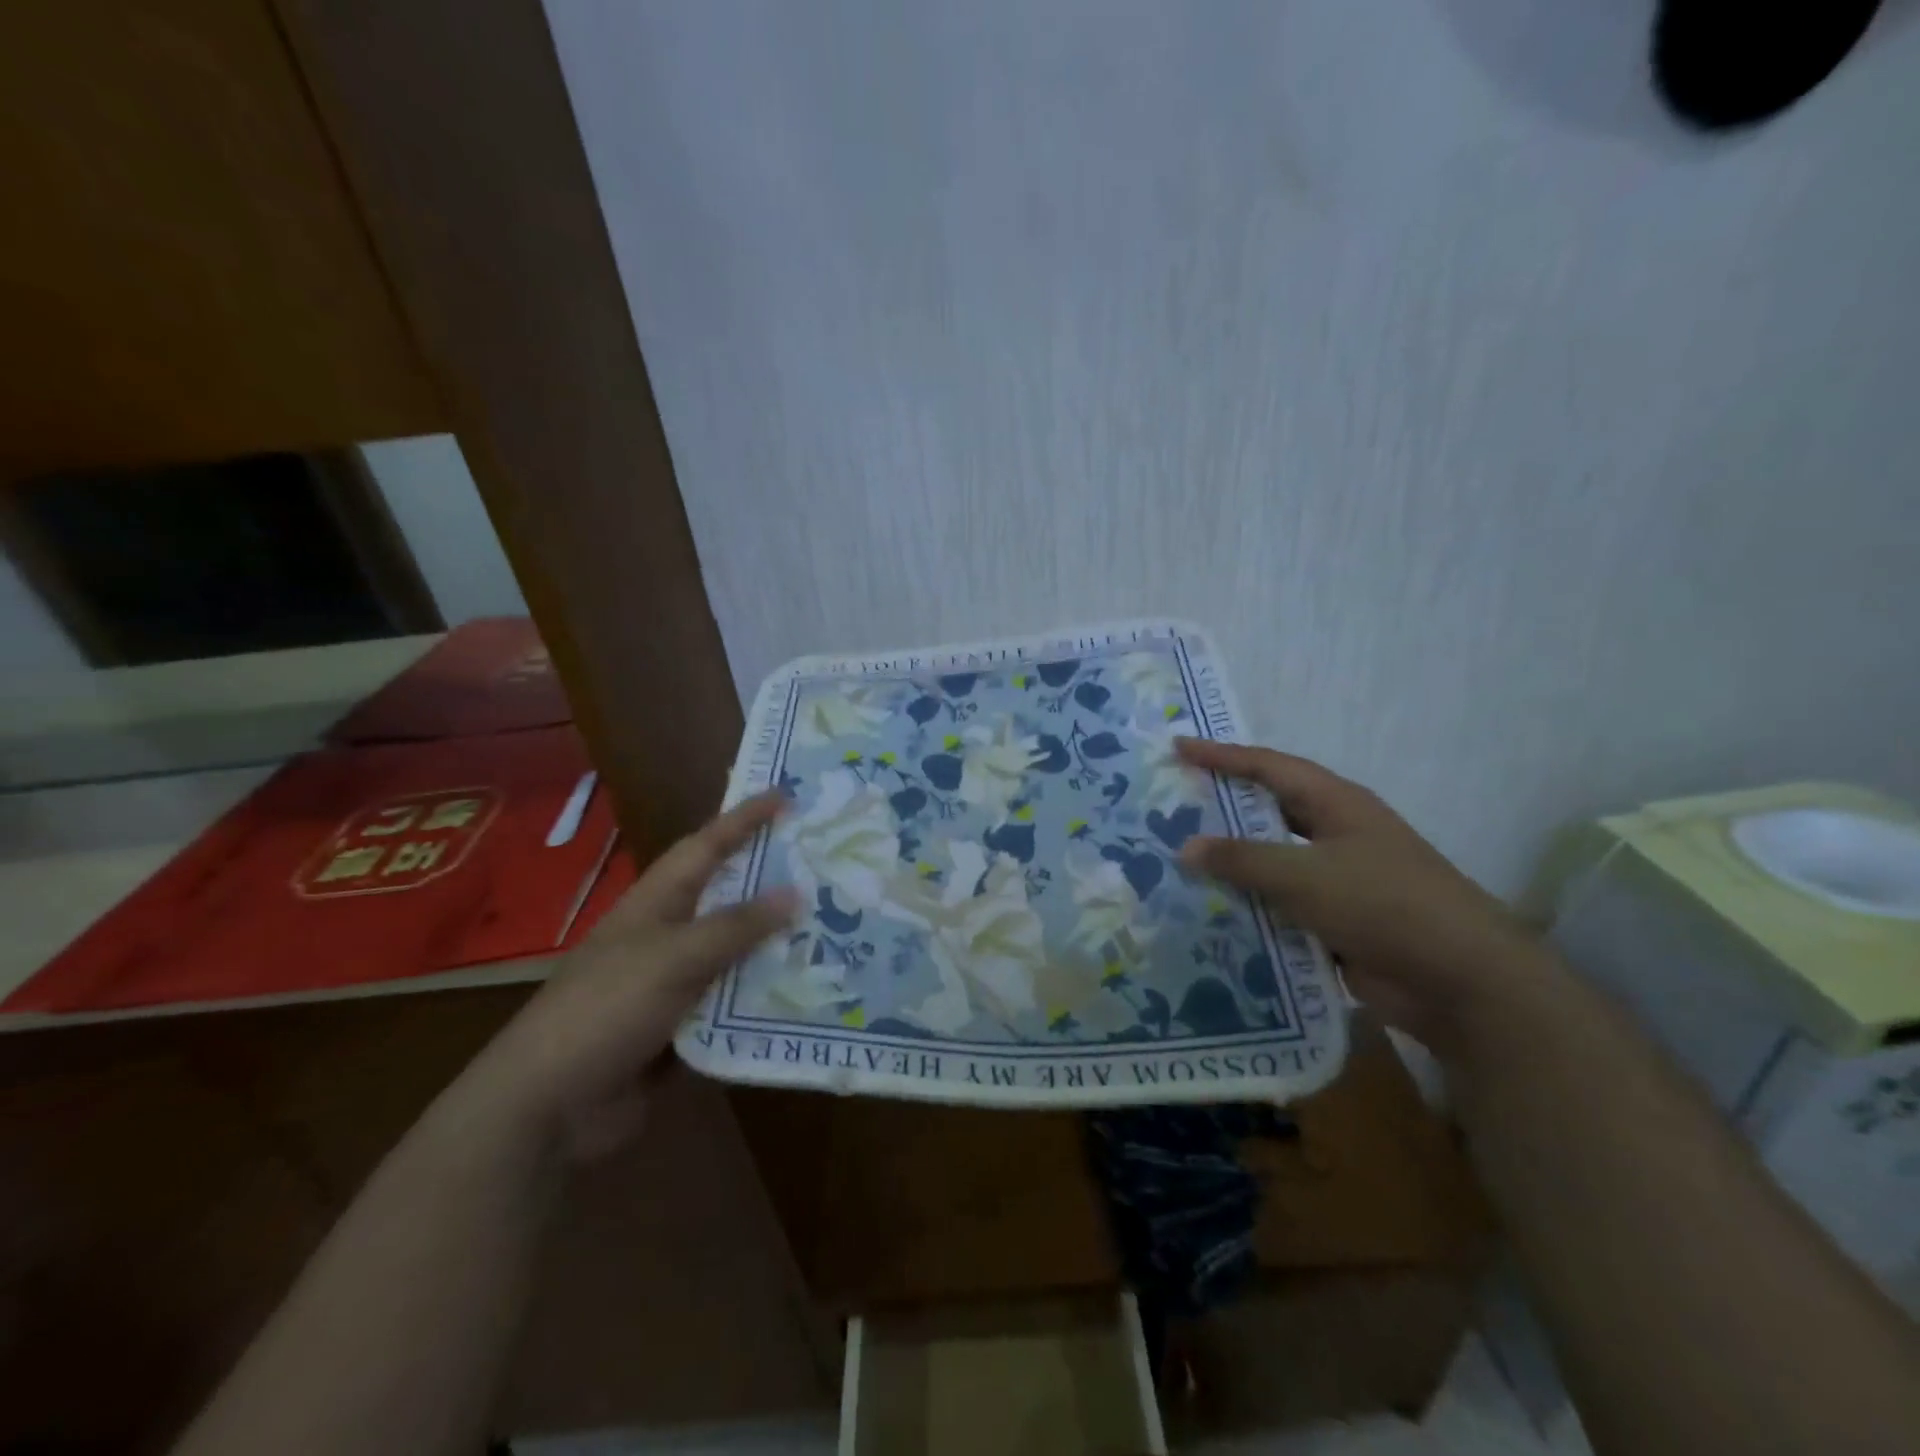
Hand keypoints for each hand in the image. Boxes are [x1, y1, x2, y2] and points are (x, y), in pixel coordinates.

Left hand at [469, 791, 796, 1157]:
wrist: (549, 1107)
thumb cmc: (606, 1009)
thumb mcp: (674, 958)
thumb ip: (736, 926)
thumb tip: (796, 893)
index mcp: (656, 904)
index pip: (706, 847)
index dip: (743, 819)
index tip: (785, 796)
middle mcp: (668, 936)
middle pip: (729, 899)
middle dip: (773, 881)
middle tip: (826, 866)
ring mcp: (675, 984)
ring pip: (738, 954)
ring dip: (778, 945)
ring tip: (834, 930)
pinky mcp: (684, 1028)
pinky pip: (735, 1004)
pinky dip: (766, 999)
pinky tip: (808, 995)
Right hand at [1175, 738, 1552, 1056]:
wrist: (1461, 981)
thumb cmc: (1382, 904)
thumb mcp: (1303, 874)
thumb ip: (1241, 859)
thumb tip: (1186, 847)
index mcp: (1336, 804)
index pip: (1269, 767)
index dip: (1222, 755)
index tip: (1178, 746)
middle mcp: (1337, 834)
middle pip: (1269, 812)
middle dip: (1222, 809)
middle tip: (1171, 806)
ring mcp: (1340, 879)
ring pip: (1272, 863)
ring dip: (1232, 865)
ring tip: (1178, 862)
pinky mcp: (1338, 922)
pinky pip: (1281, 906)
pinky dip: (1250, 907)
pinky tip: (1210, 914)